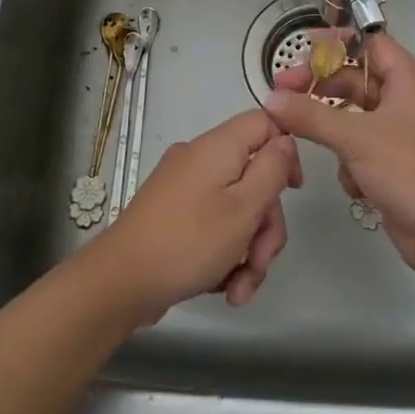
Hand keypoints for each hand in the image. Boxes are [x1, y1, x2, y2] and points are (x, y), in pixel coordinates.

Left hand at [93, 109, 301, 319]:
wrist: (121, 281)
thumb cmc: (190, 241)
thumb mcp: (244, 208)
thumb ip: (272, 170)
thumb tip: (284, 142)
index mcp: (217, 147)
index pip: (264, 123)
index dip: (286, 152)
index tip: (293, 191)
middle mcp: (199, 159)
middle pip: (252, 177)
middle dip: (264, 225)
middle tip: (260, 261)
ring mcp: (183, 188)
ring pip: (235, 208)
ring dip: (247, 250)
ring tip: (240, 290)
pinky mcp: (173, 215)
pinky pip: (212, 224)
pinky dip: (224, 254)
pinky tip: (224, 288)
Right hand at [264, 31, 414, 280]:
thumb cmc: (409, 169)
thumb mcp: (355, 137)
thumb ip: (310, 115)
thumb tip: (271, 99)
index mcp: (405, 82)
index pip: (371, 44)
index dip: (340, 42)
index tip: (305, 48)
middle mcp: (403, 104)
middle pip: (355, 81)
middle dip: (321, 87)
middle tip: (284, 93)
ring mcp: (398, 138)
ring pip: (353, 119)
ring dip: (331, 129)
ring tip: (301, 134)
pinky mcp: (393, 169)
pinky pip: (360, 153)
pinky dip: (350, 164)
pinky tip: (352, 182)